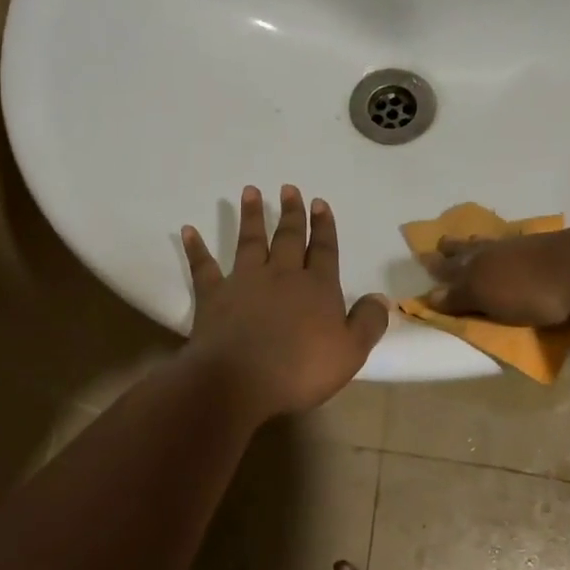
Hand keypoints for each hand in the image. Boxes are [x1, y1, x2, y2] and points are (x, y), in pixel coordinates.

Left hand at [180, 186, 390, 420]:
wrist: (240, 380)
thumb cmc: (301, 370)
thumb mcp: (350, 352)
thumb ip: (368, 322)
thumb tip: (380, 297)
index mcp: (317, 288)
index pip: (324, 250)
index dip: (324, 227)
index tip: (320, 202)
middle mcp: (282, 276)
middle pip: (289, 238)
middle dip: (292, 213)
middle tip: (289, 188)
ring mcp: (245, 282)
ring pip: (250, 242)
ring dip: (252, 216)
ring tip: (250, 192)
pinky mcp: (213, 296)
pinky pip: (203, 267)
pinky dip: (196, 248)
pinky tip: (188, 230)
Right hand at [427, 224, 569, 326]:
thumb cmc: (535, 289)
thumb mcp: (491, 299)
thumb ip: (460, 298)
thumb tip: (429, 295)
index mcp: (477, 262)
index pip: (449, 267)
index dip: (436, 268)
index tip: (423, 264)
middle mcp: (495, 250)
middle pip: (468, 249)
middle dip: (453, 250)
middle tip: (441, 247)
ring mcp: (523, 246)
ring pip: (492, 244)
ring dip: (477, 245)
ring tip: (470, 243)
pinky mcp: (549, 248)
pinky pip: (517, 246)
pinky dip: (506, 247)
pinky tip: (510, 248)